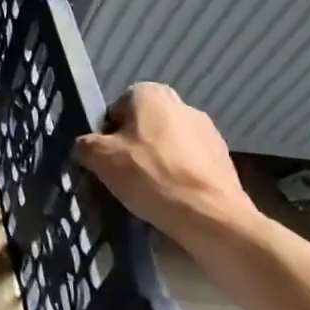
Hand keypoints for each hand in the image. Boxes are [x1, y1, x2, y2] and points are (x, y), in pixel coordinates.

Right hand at [74, 83, 259, 243]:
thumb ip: (85, 145)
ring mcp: (209, 133)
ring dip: (157, 164)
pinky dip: (179, 179)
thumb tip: (86, 147)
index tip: (106, 160)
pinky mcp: (225, 161)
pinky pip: (190, 166)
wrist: (211, 216)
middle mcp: (183, 104)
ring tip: (149, 194)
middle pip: (143, 127)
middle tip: (123, 177)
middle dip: (133, 148)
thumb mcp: (100, 158)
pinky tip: (173, 201)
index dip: (107, 135)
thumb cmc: (150, 175)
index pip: (117, 109)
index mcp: (152, 93)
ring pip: (168, 147)